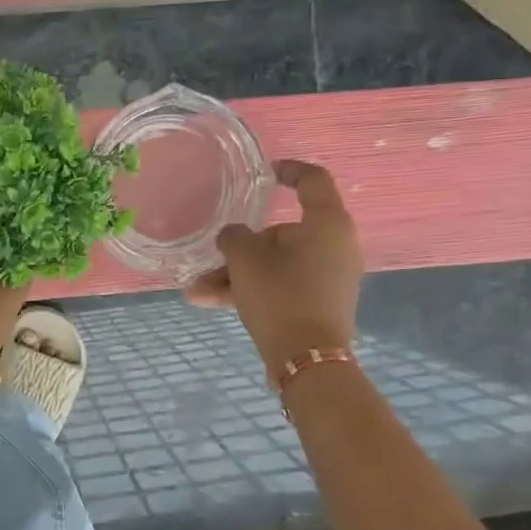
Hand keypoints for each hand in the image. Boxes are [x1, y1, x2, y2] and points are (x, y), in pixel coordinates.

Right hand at [185, 159, 362, 372]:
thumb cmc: (280, 295)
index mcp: (326, 223)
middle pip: (282, 232)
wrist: (307, 359)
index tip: (264, 173)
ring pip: (275, 264)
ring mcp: (328, 277)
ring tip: (197, 291)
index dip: (289, 170)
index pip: (313, 180)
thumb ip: (234, 237)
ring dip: (235, 275)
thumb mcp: (245, 259)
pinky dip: (250, 290)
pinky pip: (280, 286)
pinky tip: (209, 302)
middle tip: (213, 255)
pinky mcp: (318, 303)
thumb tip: (234, 236)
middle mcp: (334, 245)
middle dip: (241, 246)